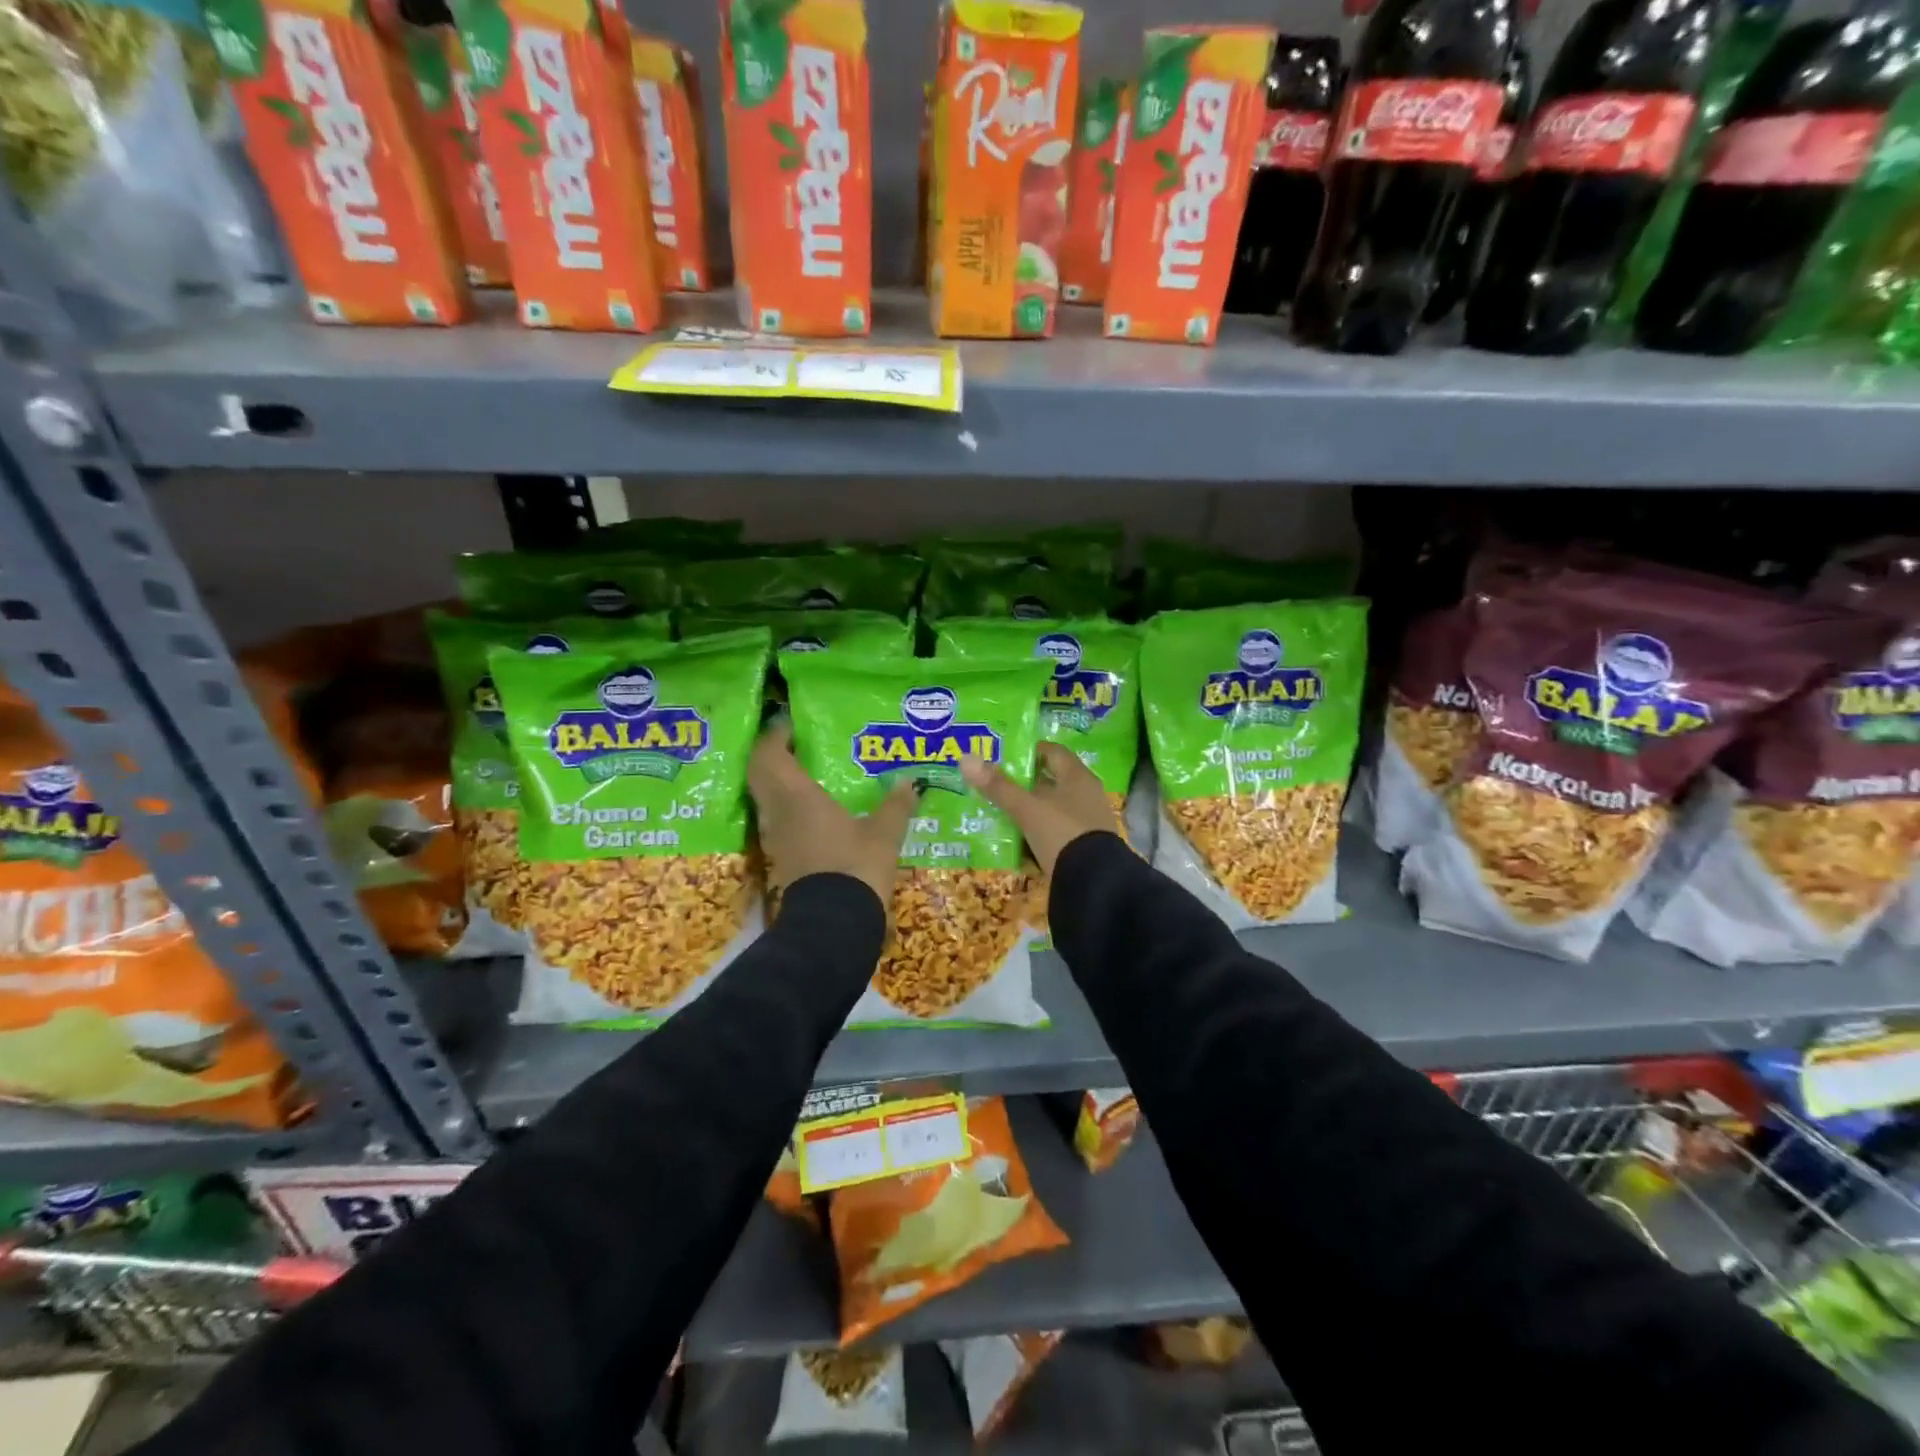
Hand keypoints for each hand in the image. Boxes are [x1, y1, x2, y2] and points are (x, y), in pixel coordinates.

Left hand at [749, 722, 917, 909]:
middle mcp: (778, 813)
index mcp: (798, 797)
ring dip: (776, 782)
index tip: (791, 724)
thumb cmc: (856, 868)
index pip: (769, 755)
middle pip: (759, 774)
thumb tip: (910, 782)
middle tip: (795, 745)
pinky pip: (776, 821)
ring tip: (805, 773)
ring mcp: (776, 838)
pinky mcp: (781, 858)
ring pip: (765, 799)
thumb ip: (896, 805)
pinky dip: (786, 808)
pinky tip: (812, 810)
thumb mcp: (884, 834)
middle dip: (771, 756)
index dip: (775, 736)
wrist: (834, 924)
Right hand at [960, 743, 1117, 878]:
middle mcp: (1086, 796)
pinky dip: (1037, 834)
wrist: (1094, 883)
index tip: (1005, 757)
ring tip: (1001, 814)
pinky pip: (1055, 833)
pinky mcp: (1083, 847)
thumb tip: (966, 758)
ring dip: (1030, 811)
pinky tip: (1018, 843)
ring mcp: (1087, 823)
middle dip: (1025, 784)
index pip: (1053, 752)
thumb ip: (998, 787)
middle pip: (1052, 782)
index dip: (1031, 751)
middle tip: (995, 786)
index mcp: (1077, 778)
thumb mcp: (1027, 810)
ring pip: (1052, 809)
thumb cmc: (1061, 833)